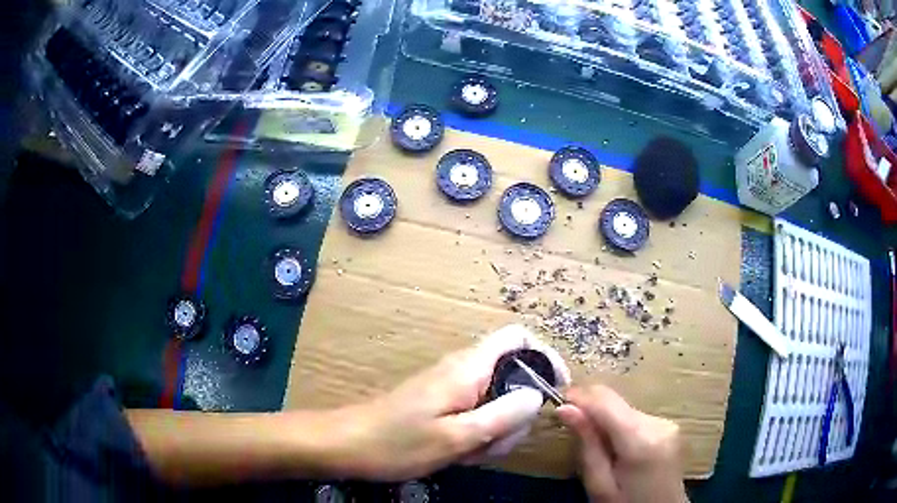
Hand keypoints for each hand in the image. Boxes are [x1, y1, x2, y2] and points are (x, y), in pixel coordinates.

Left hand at [331, 324, 569, 480]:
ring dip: (497, 431)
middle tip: (497, 444)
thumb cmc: (397, 442)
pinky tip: (461, 453)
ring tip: (472, 453)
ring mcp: (453, 387)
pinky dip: (480, 435)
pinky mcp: (444, 404)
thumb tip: (538, 395)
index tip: (557, 391)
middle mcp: (464, 370)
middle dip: (517, 413)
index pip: (518, 337)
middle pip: (514, 376)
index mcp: (469, 368)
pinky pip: (478, 414)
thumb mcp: (456, 437)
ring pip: (498, 401)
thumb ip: (501, 415)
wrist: (349, 444)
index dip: (545, 356)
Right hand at [557, 386, 686, 502]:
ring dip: (606, 419)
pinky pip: (637, 418)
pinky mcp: (670, 427)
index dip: (580, 396)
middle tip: (570, 427)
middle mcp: (658, 423)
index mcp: (641, 441)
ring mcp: (668, 423)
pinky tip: (616, 447)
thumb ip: (587, 445)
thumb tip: (565, 409)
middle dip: (592, 410)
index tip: (557, 401)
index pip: (606, 402)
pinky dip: (621, 426)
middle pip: (617, 404)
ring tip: (595, 444)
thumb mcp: (599, 485)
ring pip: (626, 409)